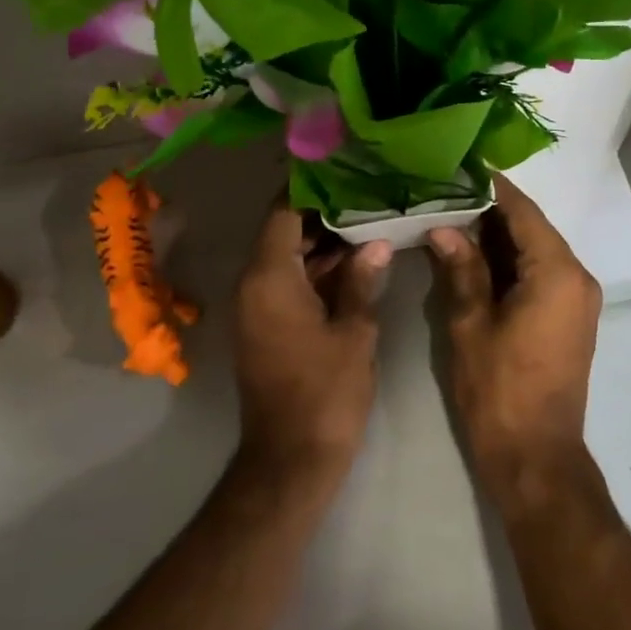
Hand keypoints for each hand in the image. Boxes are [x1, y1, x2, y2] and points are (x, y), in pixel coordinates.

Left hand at [232, 203, 389, 486]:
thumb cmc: (325, 392)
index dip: (310, 190)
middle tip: (366, 197)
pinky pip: (286, 285)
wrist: (291, 458)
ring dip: (322, 246)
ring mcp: (256, 308)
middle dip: (323, 217)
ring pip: (287, 260)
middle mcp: (253, 285)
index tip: (343, 171)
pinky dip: (315, 273)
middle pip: (284, 234)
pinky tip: (354, 266)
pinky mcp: (264, 328)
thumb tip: (376, 244)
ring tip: (368, 224)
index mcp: (269, 278)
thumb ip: (362, 281)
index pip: (282, 213)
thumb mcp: (354, 332)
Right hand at [428, 176, 602, 500]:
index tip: (459, 167)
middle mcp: (577, 278)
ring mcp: (578, 300)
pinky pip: (541, 274)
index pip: (523, 212)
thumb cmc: (499, 390)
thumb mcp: (470, 325)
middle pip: (532, 229)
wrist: (536, 457)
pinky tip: (474, 257)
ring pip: (536, 251)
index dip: (491, 188)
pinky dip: (511, 262)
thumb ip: (461, 269)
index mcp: (557, 273)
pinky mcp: (570, 319)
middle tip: (444, 194)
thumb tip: (444, 228)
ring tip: (451, 218)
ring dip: (498, 237)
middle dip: (489, 212)